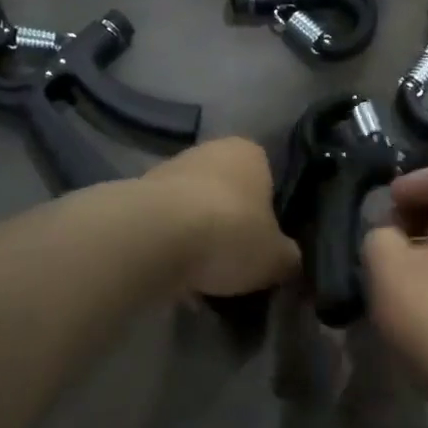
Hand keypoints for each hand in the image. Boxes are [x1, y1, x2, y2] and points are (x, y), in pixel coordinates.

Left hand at [145, 138, 300, 296]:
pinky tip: (175, 277)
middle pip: (227, 191)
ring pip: (194, 208)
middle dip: (231, 224)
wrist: (154, 237)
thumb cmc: (230, 233)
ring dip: (198, 236)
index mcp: (250, 152)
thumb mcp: (277, 257)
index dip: (269, 213)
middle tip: (237, 261)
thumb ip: (289, 257)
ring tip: (205, 277)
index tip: (266, 243)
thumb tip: (290, 262)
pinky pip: (165, 227)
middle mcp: (209, 150)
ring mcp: (169, 170)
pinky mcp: (137, 196)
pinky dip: (171, 247)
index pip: (268, 178)